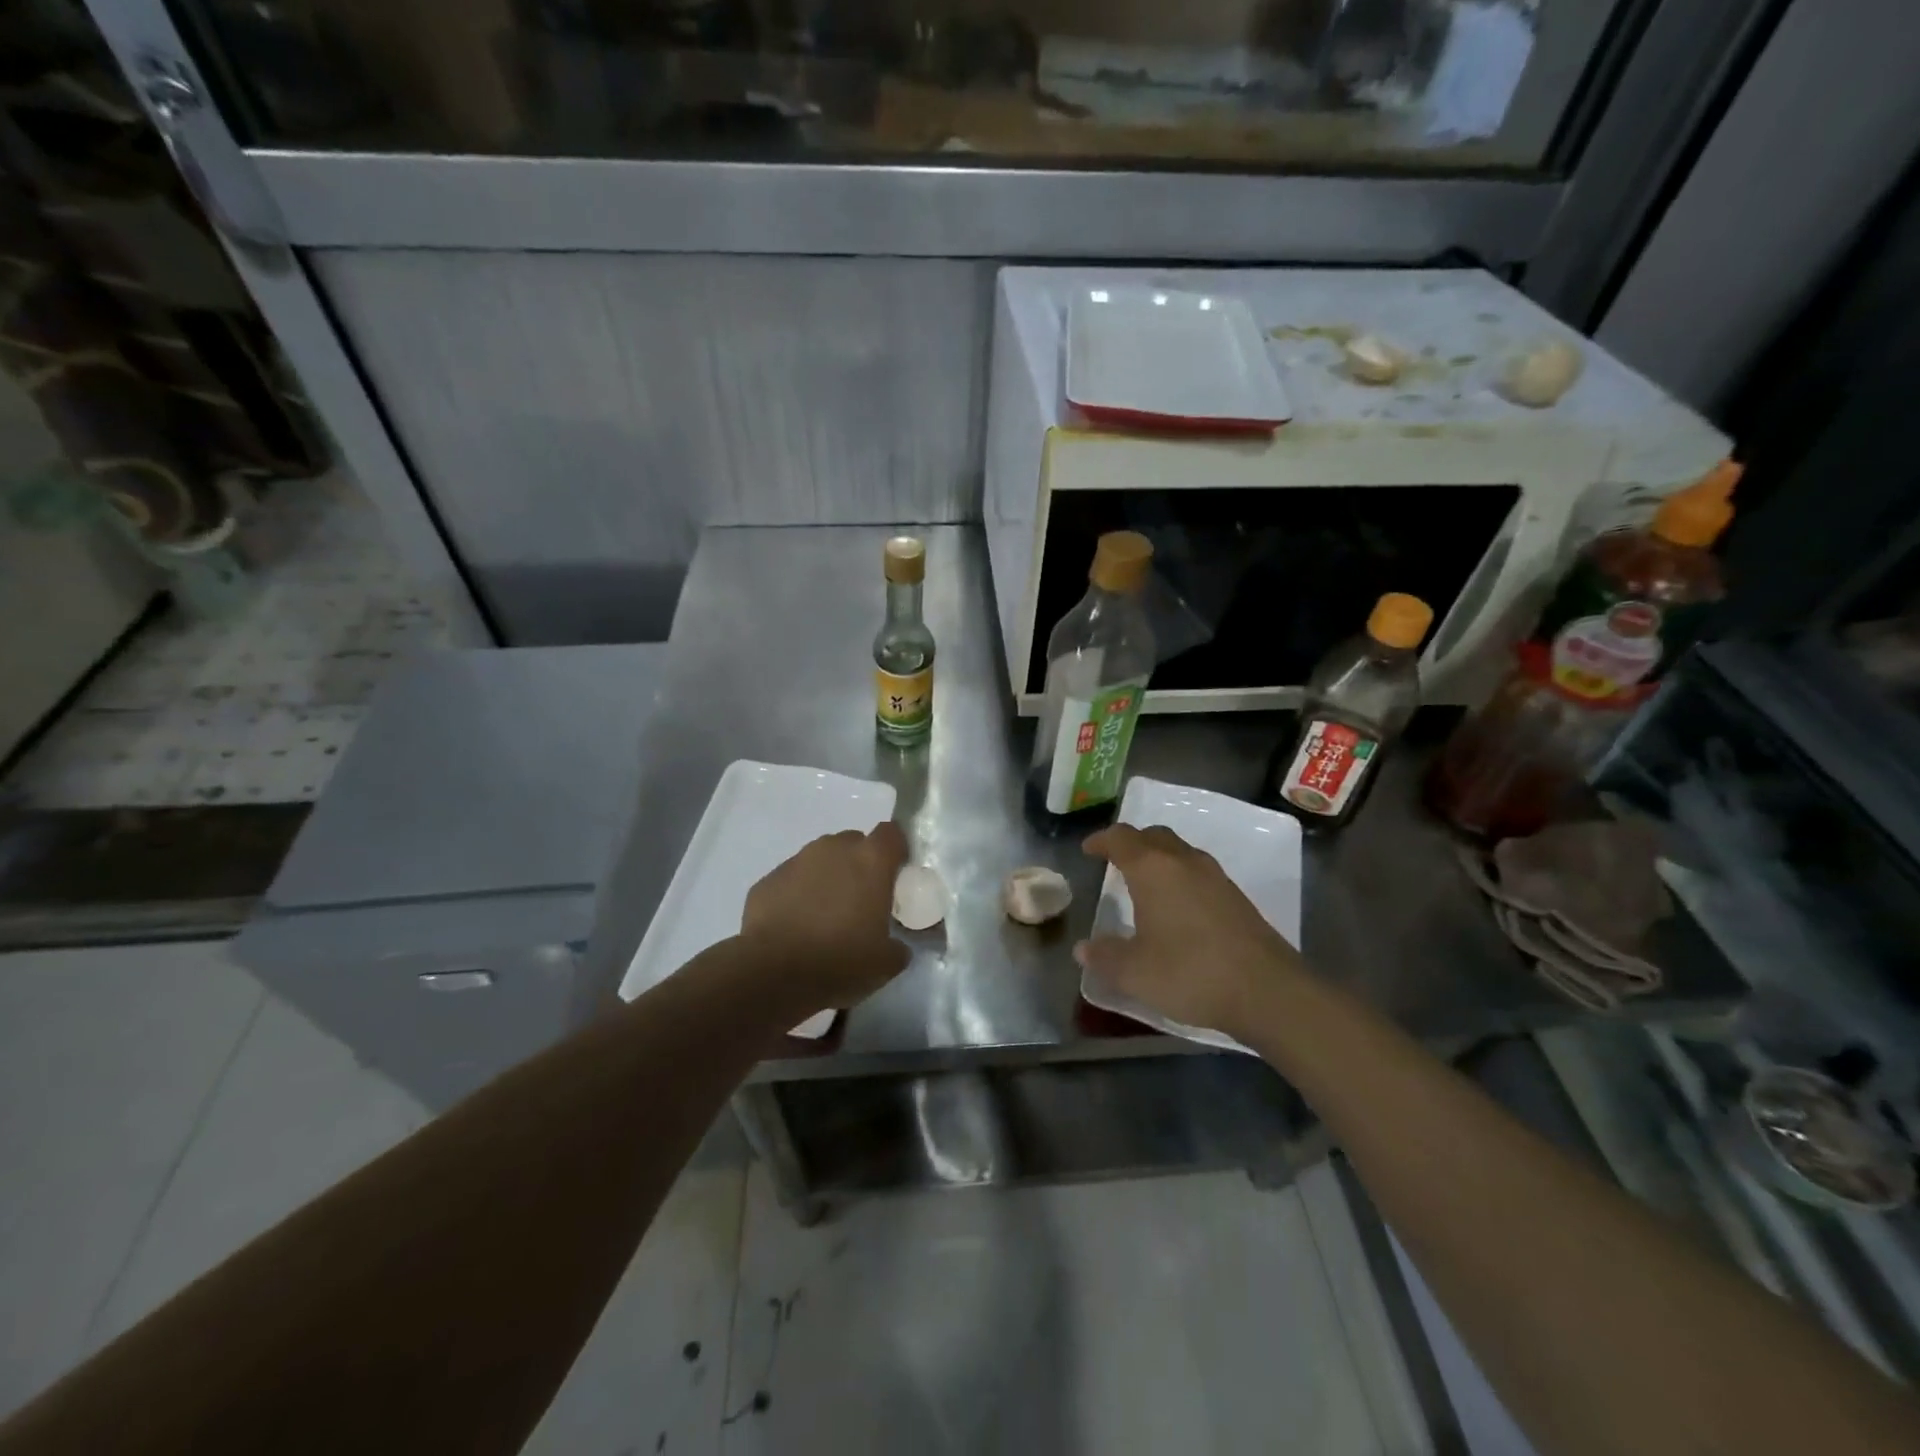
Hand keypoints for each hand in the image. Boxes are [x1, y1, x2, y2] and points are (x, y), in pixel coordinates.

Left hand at [741, 823, 911, 1013]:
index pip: (890, 834)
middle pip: (854, 843)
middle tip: (860, 899)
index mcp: (870, 860)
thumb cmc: (839, 960)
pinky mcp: (768, 879)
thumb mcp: (884, 963)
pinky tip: (796, 925)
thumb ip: (896, 947)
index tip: (895, 874)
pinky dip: (797, 894)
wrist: (772, 972)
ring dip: (827, 878)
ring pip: (820, 859)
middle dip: (858, 864)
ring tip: (824, 915)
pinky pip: (792, 879)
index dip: (894, 851)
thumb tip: (896, 947)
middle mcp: (834, 849)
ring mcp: (797, 860)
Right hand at [1077, 824, 1304, 1040]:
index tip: (1088, 850)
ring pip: (1179, 852)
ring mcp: (1215, 877)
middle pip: (1153, 836)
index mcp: (1153, 869)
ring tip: (1144, 884)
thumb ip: (1105, 957)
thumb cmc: (1190, 972)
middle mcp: (1184, 862)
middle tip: (1115, 861)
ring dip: (1158, 859)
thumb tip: (1083, 949)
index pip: (1121, 838)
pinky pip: (1198, 872)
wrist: (1267, 991)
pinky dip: (1179, 877)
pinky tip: (1177, 907)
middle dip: (1131, 844)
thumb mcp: (1135, 972)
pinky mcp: (1236, 896)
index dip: (1101, 841)